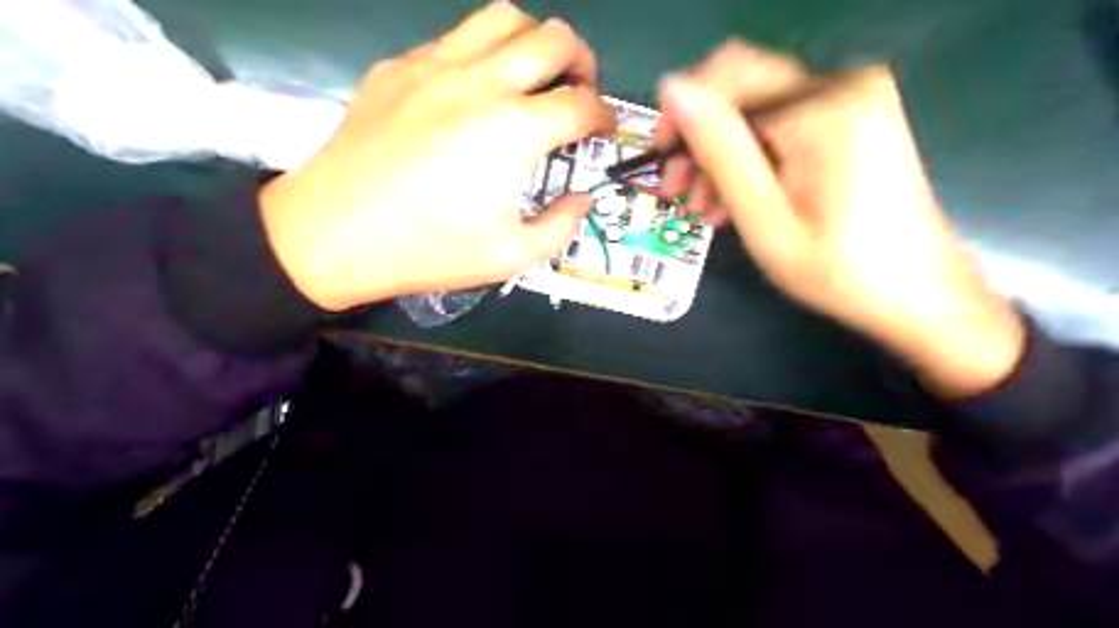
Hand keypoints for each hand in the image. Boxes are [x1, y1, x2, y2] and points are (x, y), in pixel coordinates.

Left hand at [259, 0, 616, 310]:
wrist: (333, 233)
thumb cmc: (427, 249)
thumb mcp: (509, 256)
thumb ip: (560, 227)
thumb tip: (582, 199)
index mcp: (514, 131)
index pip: (581, 105)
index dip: (604, 117)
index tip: (604, 130)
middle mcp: (482, 82)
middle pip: (554, 38)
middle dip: (582, 61)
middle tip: (580, 91)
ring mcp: (435, 65)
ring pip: (503, 17)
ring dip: (533, 41)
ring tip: (533, 76)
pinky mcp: (399, 66)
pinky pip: (455, 38)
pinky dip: (482, 53)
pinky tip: (473, 91)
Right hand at [657, 41, 1029, 396]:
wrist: (919, 294)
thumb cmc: (838, 270)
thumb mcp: (765, 218)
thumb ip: (719, 150)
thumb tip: (673, 88)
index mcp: (822, 107)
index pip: (728, 77)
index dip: (683, 113)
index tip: (662, 161)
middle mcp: (842, 85)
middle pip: (744, 91)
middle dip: (701, 140)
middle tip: (678, 191)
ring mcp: (854, 100)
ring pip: (759, 112)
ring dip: (723, 156)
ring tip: (707, 208)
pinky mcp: (855, 119)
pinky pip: (784, 126)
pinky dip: (754, 159)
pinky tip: (738, 199)